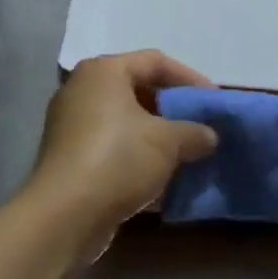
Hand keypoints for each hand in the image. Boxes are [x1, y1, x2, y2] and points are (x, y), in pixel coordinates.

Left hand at [31, 51, 216, 240]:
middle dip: (173, 111)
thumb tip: (209, 136)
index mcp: (104, 72)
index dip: (190, 79)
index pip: (155, 62)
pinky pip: (112, 149)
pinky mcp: (69, 159)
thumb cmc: (118, 159)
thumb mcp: (168, 142)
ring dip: (157, 138)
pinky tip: (162, 182)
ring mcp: (72, 125)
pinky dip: (137, 159)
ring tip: (186, 156)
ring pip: (126, 123)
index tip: (214, 102)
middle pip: (139, 91)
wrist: (64, 216)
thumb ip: (194, 132)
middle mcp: (83, 90)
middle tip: (200, 127)